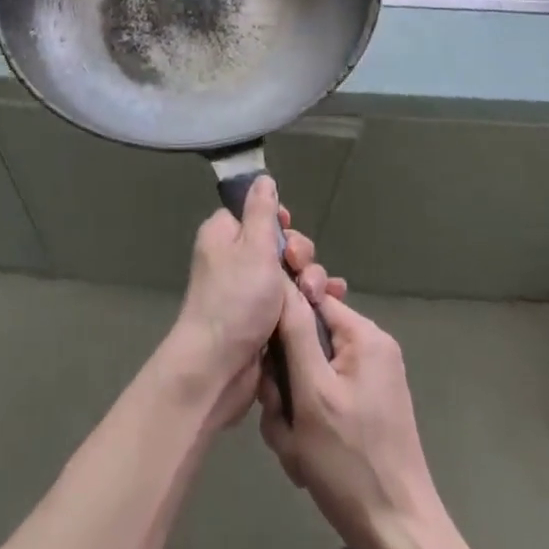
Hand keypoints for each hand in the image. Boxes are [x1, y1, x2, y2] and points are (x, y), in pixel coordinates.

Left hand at [168, 178, 345, 426]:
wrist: (217, 369)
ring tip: (318, 296)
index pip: (256, 214)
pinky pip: (291, 301)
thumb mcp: (253, 247)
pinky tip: (330, 306)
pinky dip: (309, 302)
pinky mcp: (262, 321)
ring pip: (289, 275)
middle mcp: (233, 260)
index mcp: (224, 236)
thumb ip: (262, 211)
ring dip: (310, 281)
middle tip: (301, 270)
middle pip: (279, 244)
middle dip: (300, 255)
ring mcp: (248, 292)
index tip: (289, 232)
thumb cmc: (235, 300)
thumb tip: (262, 178)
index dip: (279, 222)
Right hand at [257, 285, 442, 548]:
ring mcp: (369, 381)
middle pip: (306, 340)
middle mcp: (369, 348)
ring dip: (291, 408)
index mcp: (364, 334)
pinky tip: (304, 457)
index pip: (309, 299)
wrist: (397, 537)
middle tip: (281, 415)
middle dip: (285, 379)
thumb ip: (294, 330)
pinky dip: (306, 423)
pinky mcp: (365, 409)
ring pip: (308, 374)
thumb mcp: (311, 391)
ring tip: (293, 444)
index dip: (280, 325)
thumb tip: (281, 277)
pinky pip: (321, 397)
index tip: (267, 362)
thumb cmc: (350, 461)